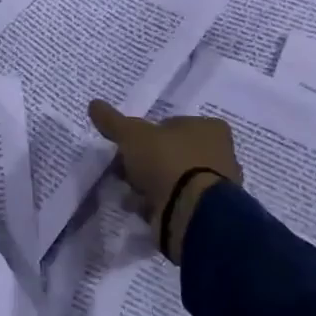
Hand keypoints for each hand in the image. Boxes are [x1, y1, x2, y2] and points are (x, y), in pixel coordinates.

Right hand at [87, 101, 239, 261]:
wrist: (190, 212)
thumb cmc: (167, 161)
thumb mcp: (132, 135)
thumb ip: (113, 121)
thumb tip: (94, 103)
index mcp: (210, 128)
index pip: (173, 124)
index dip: (148, 135)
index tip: (129, 147)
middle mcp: (221, 154)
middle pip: (172, 153)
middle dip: (146, 163)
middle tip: (125, 171)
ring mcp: (218, 186)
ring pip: (174, 179)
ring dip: (151, 186)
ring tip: (130, 194)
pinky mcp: (209, 212)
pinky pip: (178, 202)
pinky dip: (160, 204)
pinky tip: (143, 208)